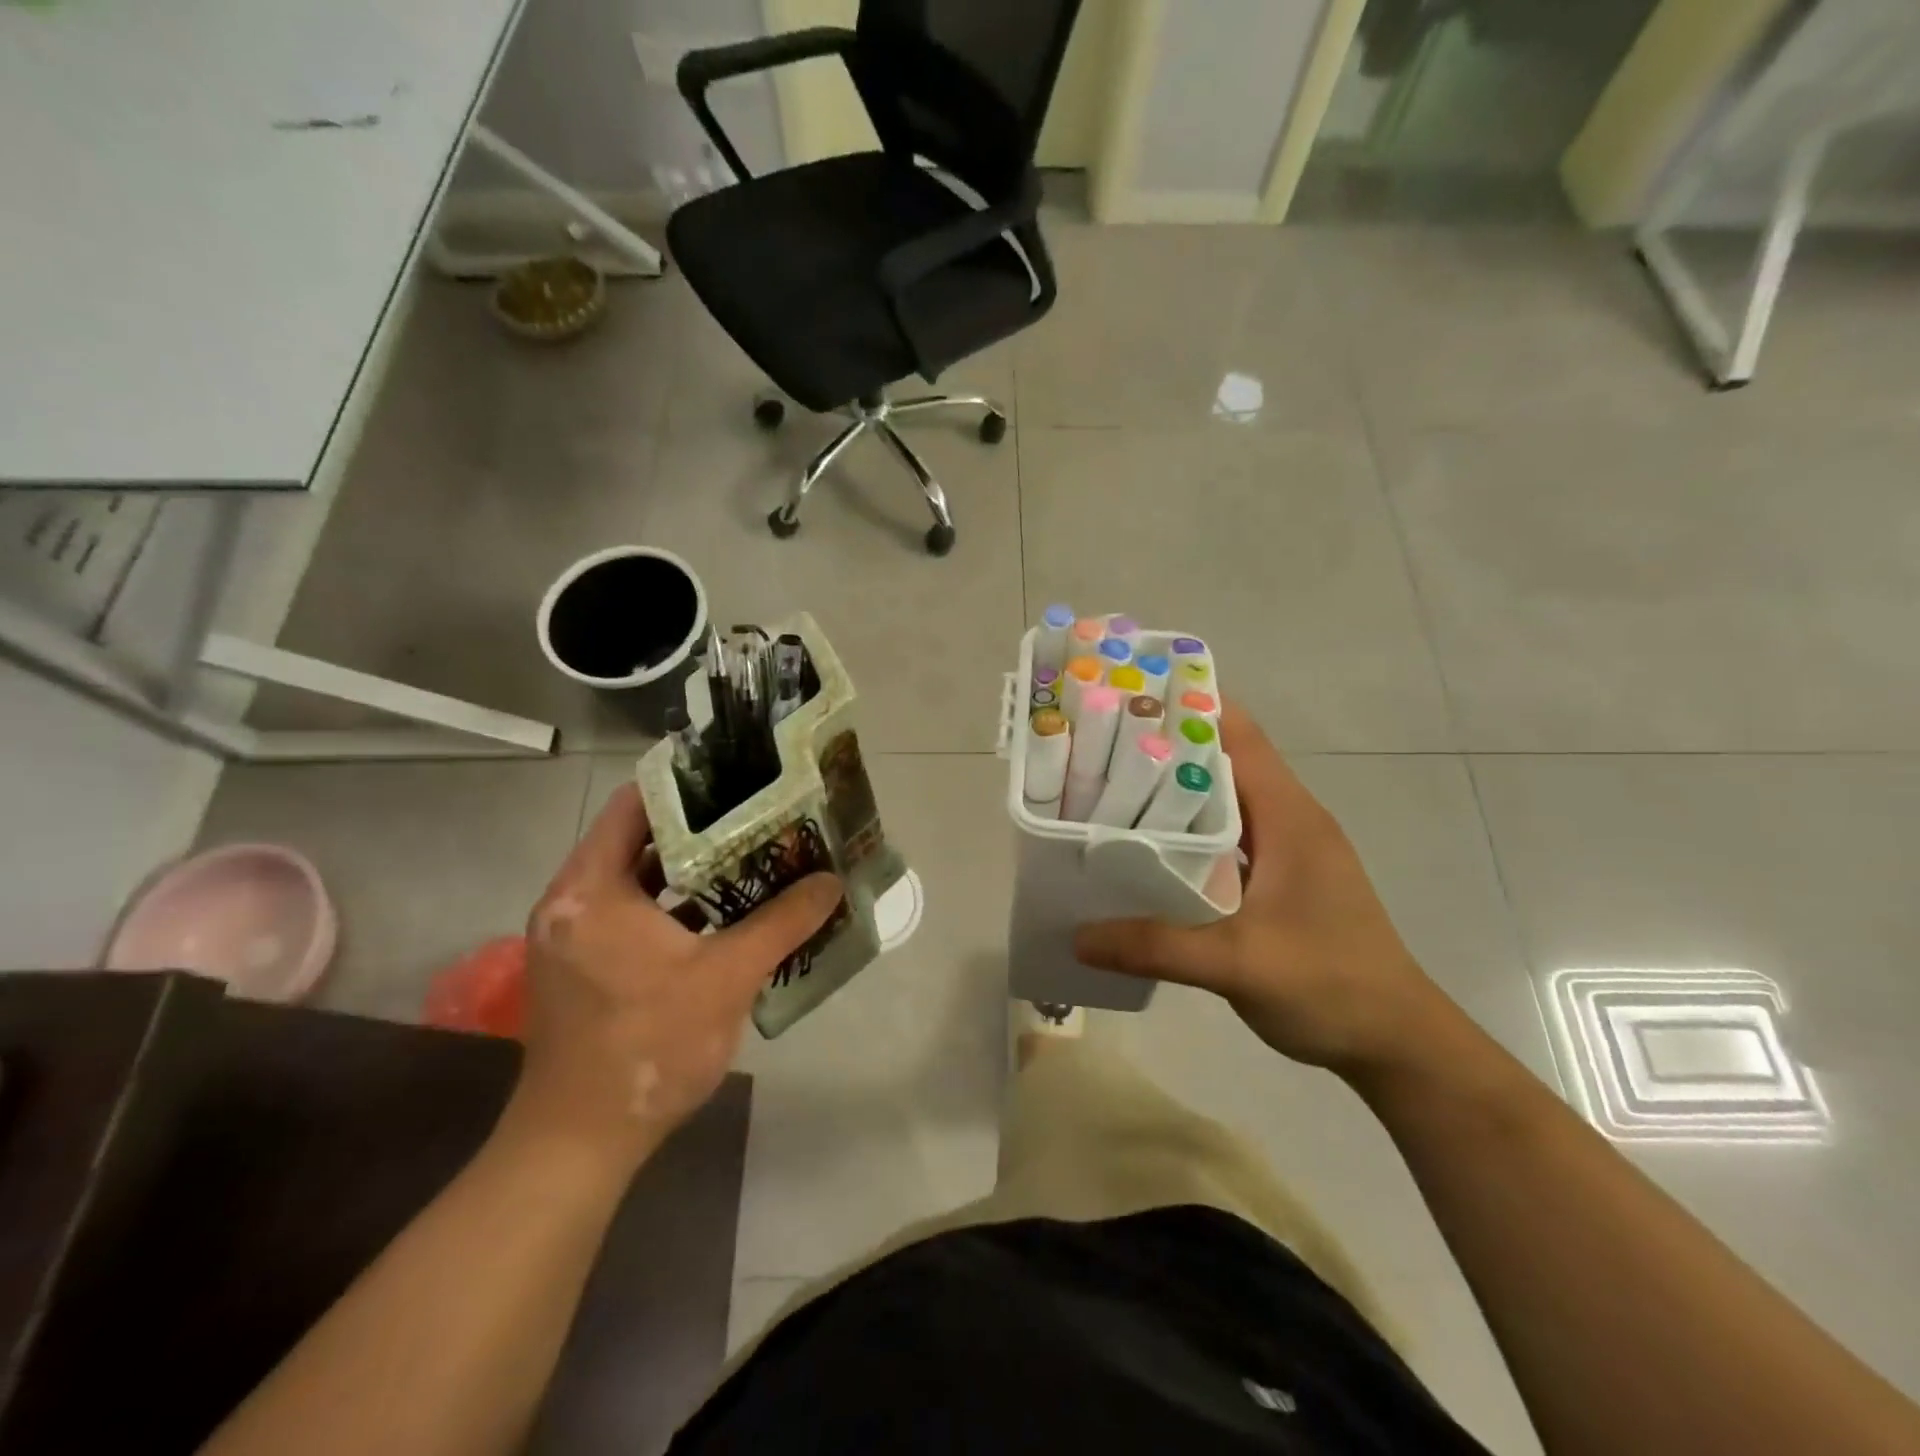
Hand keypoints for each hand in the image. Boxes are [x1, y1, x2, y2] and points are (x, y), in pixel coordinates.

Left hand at [508, 784, 841, 1165]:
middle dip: (700, 827)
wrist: (579, 1143)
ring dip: (690, 868)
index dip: (689, 787)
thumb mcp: (728, 978)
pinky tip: (725, 909)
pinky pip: (630, 910)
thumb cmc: (648, 1048)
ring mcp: (571, 933)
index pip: (636, 805)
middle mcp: (571, 899)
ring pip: (636, 877)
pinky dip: (672, 903)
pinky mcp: (580, 963)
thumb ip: (782, 922)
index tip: (741, 780)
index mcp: (591, 889)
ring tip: (752, 854)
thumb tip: (831, 882)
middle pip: (638, 838)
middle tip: (759, 816)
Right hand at [1074, 703, 1448, 1079]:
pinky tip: (1147, 848)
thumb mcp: (1239, 964)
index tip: (1129, 696)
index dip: (1190, 708)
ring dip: (1175, 791)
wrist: (1396, 1043)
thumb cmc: (1331, 986)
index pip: (1239, 737)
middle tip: (1099, 744)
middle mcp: (1289, 821)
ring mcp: (1287, 851)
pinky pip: (1227, 837)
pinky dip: (1188, 831)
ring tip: (1109, 787)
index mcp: (1289, 817)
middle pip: (1224, 762)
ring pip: (1224, 801)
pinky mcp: (1280, 880)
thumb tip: (1077, 936)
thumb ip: (1157, 946)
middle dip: (1167, 747)